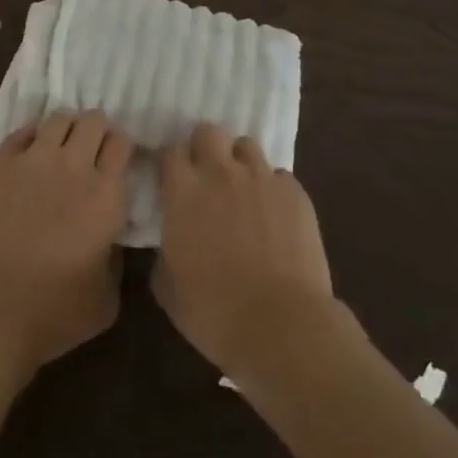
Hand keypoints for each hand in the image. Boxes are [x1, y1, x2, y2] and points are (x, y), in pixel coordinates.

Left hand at [0, 111, 131, 388]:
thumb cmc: (52, 317)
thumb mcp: (106, 299)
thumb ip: (117, 256)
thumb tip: (110, 234)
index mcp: (106, 196)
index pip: (122, 142)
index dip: (121, 150)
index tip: (117, 164)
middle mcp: (73, 167)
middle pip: (94, 120)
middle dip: (96, 132)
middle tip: (90, 156)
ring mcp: (34, 161)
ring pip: (59, 118)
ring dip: (66, 130)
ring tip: (61, 152)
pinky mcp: (1, 165)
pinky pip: (23, 132)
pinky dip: (33, 138)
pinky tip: (32, 158)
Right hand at [153, 123, 341, 383]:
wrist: (281, 325)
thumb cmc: (214, 312)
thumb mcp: (169, 289)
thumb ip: (164, 253)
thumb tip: (170, 243)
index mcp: (184, 191)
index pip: (171, 151)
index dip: (172, 163)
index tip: (173, 179)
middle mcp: (220, 172)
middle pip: (208, 132)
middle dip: (205, 147)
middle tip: (208, 175)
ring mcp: (260, 178)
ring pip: (246, 146)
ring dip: (240, 163)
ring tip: (243, 190)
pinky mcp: (293, 192)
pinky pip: (279, 176)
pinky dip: (273, 189)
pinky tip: (275, 215)